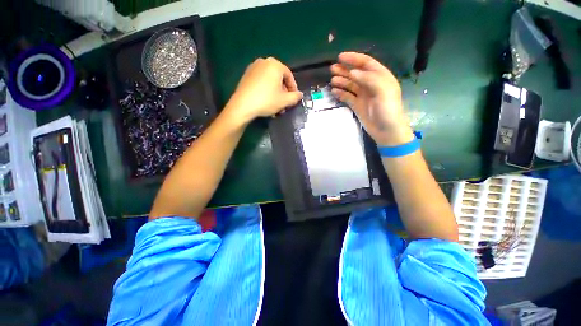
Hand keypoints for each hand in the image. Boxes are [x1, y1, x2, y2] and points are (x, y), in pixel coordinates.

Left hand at [226, 57, 302, 122]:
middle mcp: (264, 62)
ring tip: (276, 106)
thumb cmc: (267, 101)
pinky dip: (266, 91)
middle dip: (284, 93)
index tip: (294, 99)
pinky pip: (261, 82)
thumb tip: (300, 94)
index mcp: (275, 64)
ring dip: (275, 94)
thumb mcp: (285, 101)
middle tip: (285, 104)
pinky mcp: (246, 76)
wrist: (243, 105)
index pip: (289, 76)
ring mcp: (253, 68)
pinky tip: (266, 102)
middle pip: (279, 78)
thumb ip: (295, 97)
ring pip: (270, 81)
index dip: (294, 88)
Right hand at [330, 52, 413, 145]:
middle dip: (344, 70)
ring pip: (350, 85)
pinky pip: (348, 97)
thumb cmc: (388, 109)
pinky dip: (341, 93)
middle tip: (332, 69)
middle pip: (356, 74)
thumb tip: (352, 73)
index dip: (354, 58)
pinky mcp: (357, 105)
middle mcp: (371, 84)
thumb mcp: (383, 91)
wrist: (386, 130)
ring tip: (332, 80)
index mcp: (380, 77)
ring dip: (341, 81)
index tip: (340, 57)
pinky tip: (334, 92)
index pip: (366, 63)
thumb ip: (369, 79)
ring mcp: (363, 95)